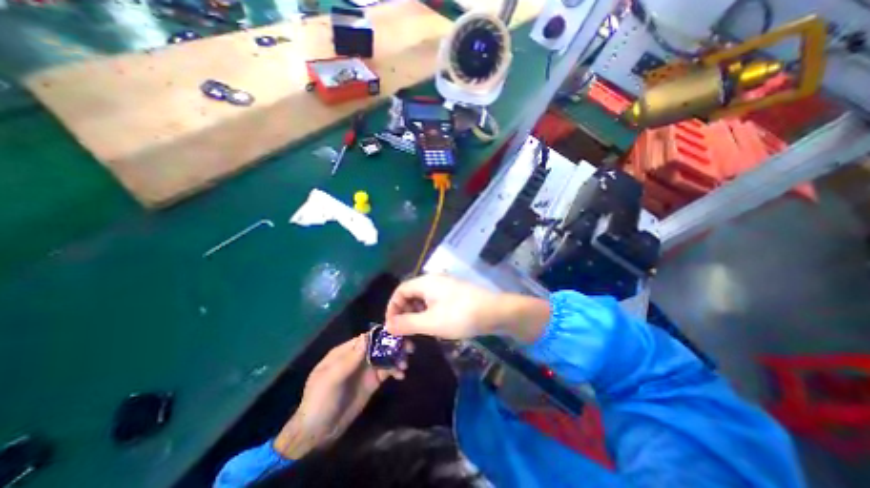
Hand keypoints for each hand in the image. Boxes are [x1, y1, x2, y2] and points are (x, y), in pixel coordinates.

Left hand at [274, 333, 409, 458]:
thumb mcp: (330, 380)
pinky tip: (401, 375)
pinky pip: (387, 370)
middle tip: (409, 348)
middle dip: (394, 345)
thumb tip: (367, 337)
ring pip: (385, 356)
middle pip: (379, 345)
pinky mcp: (372, 382)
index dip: (382, 335)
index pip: (367, 337)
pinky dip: (395, 370)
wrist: (316, 434)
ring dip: (397, 357)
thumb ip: (349, 359)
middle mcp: (358, 357)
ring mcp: (366, 369)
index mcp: (345, 351)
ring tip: (405, 365)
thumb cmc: (319, 402)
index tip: (398, 335)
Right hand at [381, 277, 544, 340]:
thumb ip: (407, 324)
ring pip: (423, 299)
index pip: (400, 291)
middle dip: (404, 313)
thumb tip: (387, 325)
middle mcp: (434, 280)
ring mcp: (445, 286)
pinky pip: (434, 302)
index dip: (392, 308)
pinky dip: (428, 313)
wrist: (495, 312)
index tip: (392, 327)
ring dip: (416, 315)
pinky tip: (434, 326)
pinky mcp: (454, 294)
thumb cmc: (460, 315)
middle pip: (410, 294)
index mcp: (425, 282)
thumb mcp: (430, 322)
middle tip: (405, 333)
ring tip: (418, 332)